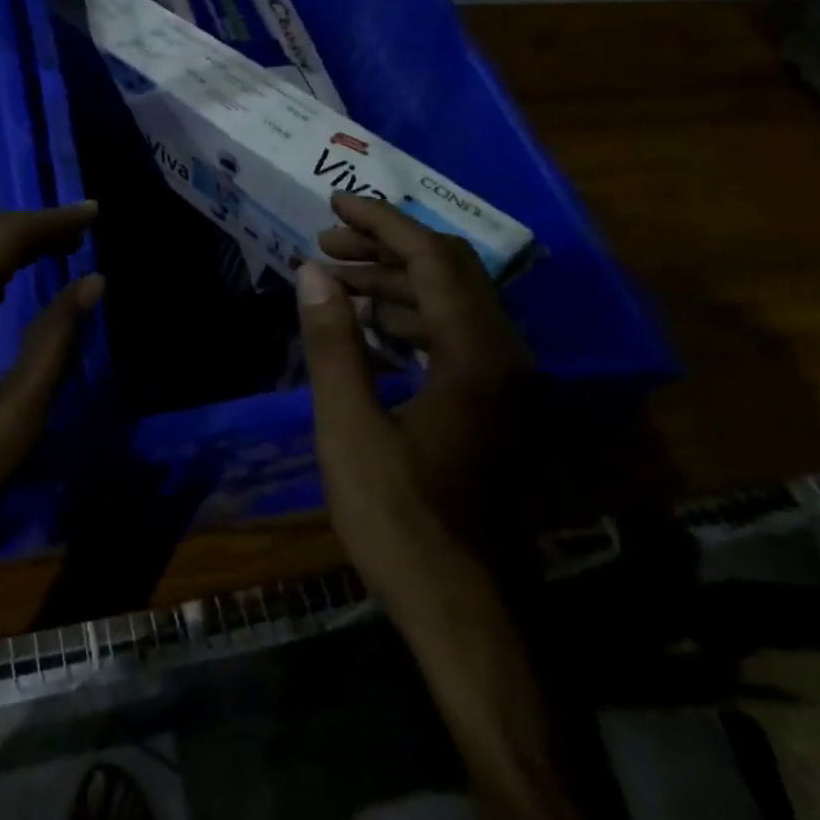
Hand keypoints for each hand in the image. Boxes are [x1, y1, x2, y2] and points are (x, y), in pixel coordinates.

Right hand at [296, 194, 531, 614]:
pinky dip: (409, 321)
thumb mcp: (350, 428)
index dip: (383, 223)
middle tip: (326, 242)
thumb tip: (312, 271)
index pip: (433, 258)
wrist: (469, 615)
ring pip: (453, 306)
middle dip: (386, 248)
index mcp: (477, 356)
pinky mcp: (497, 410)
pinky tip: (366, 329)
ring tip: (335, 280)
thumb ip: (332, 342)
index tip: (335, 203)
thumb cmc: (402, 521)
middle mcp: (505, 358)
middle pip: (450, 273)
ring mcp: (507, 386)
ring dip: (395, 284)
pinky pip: (454, 340)